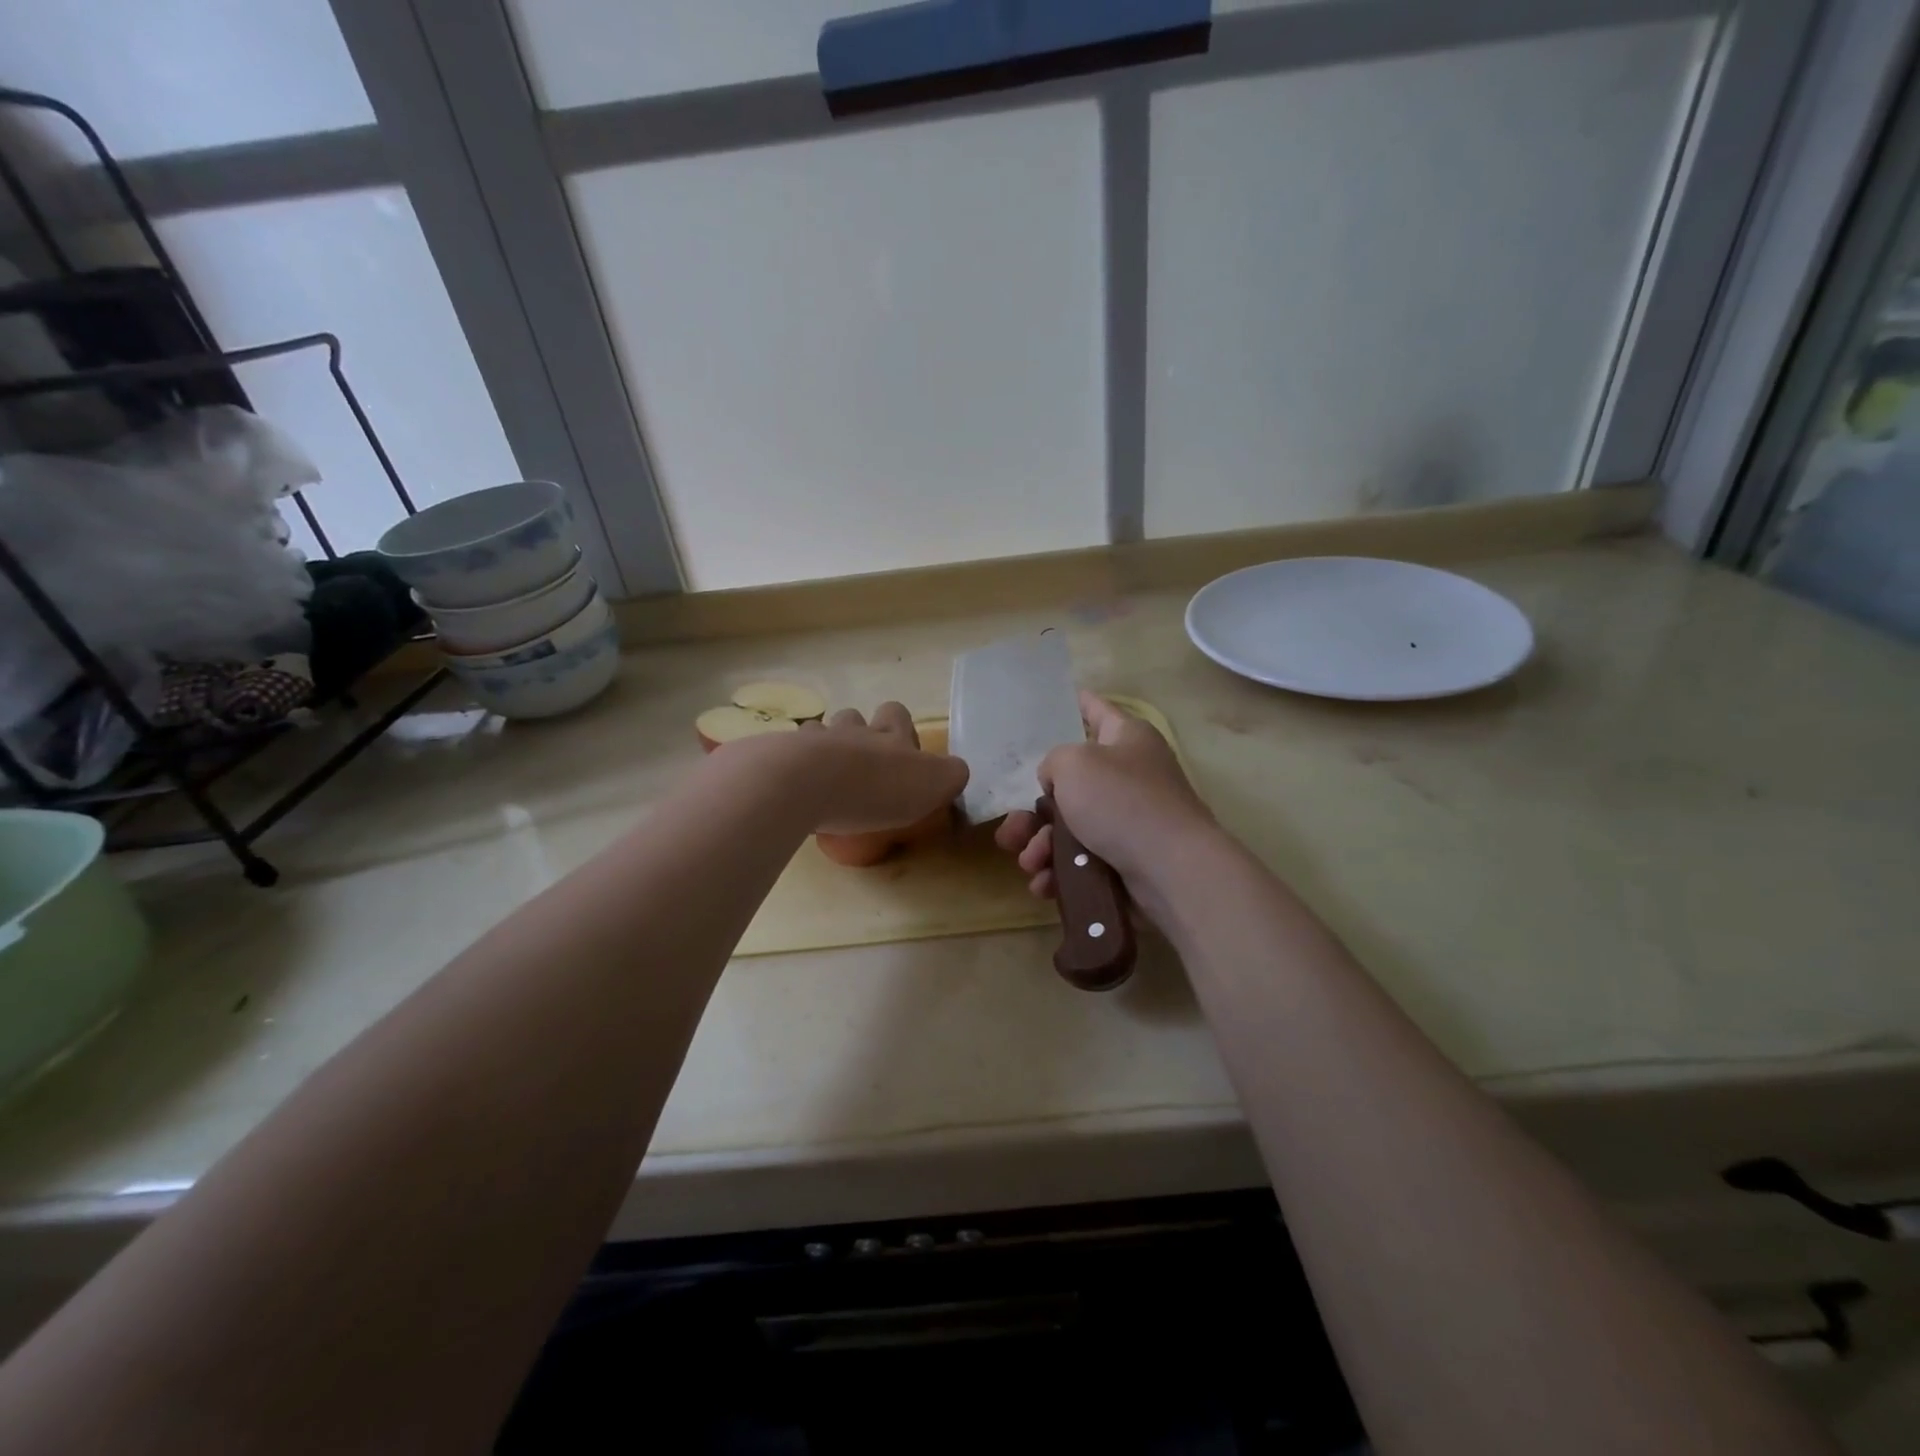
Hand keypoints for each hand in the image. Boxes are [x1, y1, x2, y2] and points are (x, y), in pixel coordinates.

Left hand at [791, 702, 969, 834]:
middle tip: (861, 769)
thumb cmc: (876, 787)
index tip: (901, 757)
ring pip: (819, 732)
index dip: (899, 730)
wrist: (806, 784)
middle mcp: (852, 730)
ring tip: (823, 779)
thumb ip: (950, 775)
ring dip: (823, 749)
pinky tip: (792, 788)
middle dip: (858, 735)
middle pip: (855, 717)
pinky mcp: (778, 756)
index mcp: (890, 735)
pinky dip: (789, 767)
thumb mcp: (933, 785)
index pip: (897, 715)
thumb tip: (955, 771)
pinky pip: (785, 754)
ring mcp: (813, 740)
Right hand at [993, 692, 1214, 901]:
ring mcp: (1130, 820)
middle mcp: (1130, 775)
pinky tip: (1044, 883)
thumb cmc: (1121, 801)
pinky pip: (1083, 860)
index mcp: (1127, 739)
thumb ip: (1053, 762)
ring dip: (1041, 845)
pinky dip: (1061, 870)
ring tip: (1029, 862)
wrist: (1170, 870)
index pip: (1097, 711)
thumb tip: (1058, 784)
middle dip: (1035, 810)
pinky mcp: (1127, 860)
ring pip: (1071, 827)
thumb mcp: (1073, 764)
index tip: (1059, 700)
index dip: (1078, 704)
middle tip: (1010, 830)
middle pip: (1071, 784)